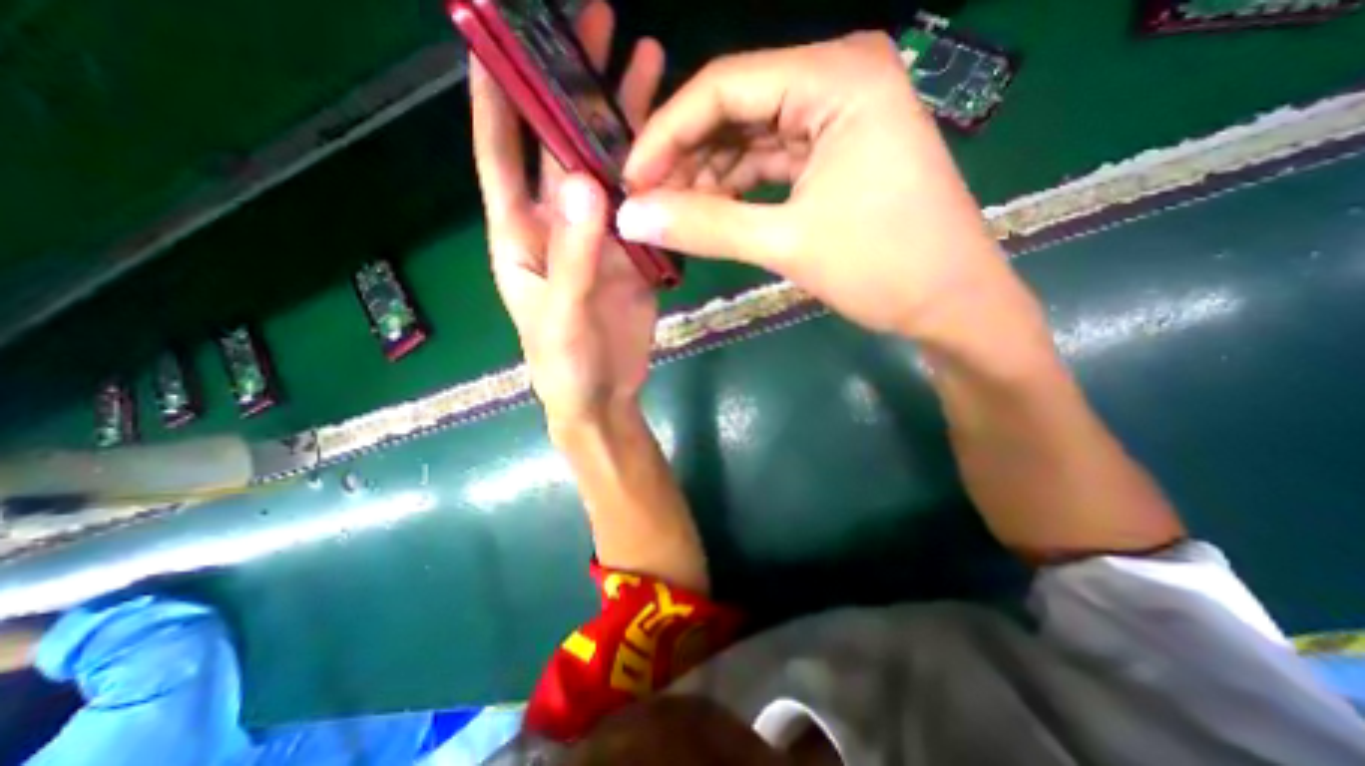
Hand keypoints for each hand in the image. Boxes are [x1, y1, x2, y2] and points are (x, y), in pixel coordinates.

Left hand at [472, 1, 669, 431]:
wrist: (602, 395)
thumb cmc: (564, 366)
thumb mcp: (561, 316)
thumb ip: (572, 256)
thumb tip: (585, 182)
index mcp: (521, 236)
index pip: (502, 155)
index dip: (498, 96)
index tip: (501, 33)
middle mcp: (558, 226)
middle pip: (563, 147)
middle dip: (575, 86)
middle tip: (595, 23)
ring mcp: (600, 238)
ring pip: (610, 170)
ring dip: (625, 122)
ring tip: (648, 65)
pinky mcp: (632, 255)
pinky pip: (642, 208)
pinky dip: (656, 178)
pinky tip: (675, 146)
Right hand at [617, 34, 1034, 346]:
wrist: (949, 304)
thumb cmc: (883, 267)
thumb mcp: (787, 243)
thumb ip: (705, 226)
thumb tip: (631, 217)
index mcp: (836, 77)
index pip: (723, 86)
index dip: (667, 134)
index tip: (632, 180)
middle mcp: (838, 80)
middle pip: (736, 109)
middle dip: (687, 157)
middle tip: (649, 202)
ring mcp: (839, 119)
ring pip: (751, 137)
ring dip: (710, 175)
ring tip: (675, 213)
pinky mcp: (837, 155)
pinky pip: (772, 161)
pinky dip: (738, 187)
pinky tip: (712, 211)